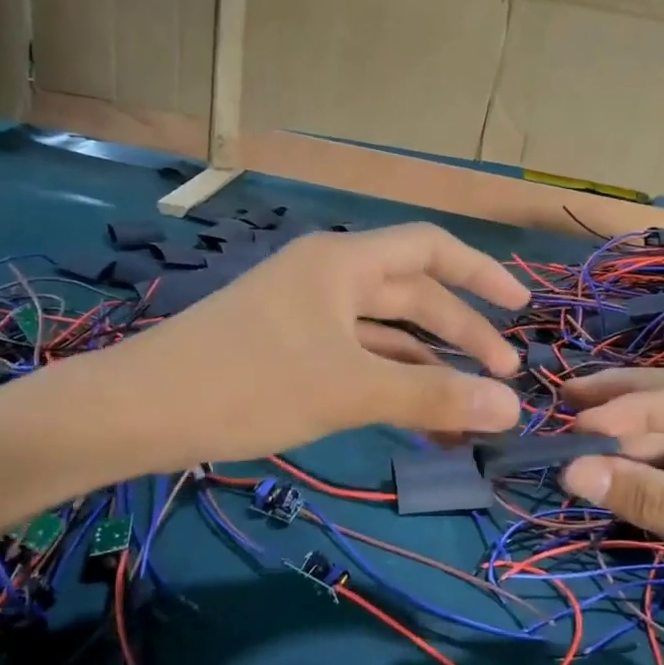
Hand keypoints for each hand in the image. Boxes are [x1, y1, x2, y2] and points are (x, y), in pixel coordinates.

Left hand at [29, 222, 529, 479]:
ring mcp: (305, 313)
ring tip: (467, 410)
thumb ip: (432, 395)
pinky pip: (355, 356)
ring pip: (384, 332)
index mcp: (343, 262)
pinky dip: (389, 381)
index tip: (523, 308)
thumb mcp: (349, 390)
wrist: (140, 411)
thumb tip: (511, 408)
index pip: (430, 249)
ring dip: (426, 365)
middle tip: (503, 377)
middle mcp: (328, 276)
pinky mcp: (287, 348)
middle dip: (461, 333)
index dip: (481, 275)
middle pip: (412, 294)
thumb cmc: (249, 383)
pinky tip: (414, 415)